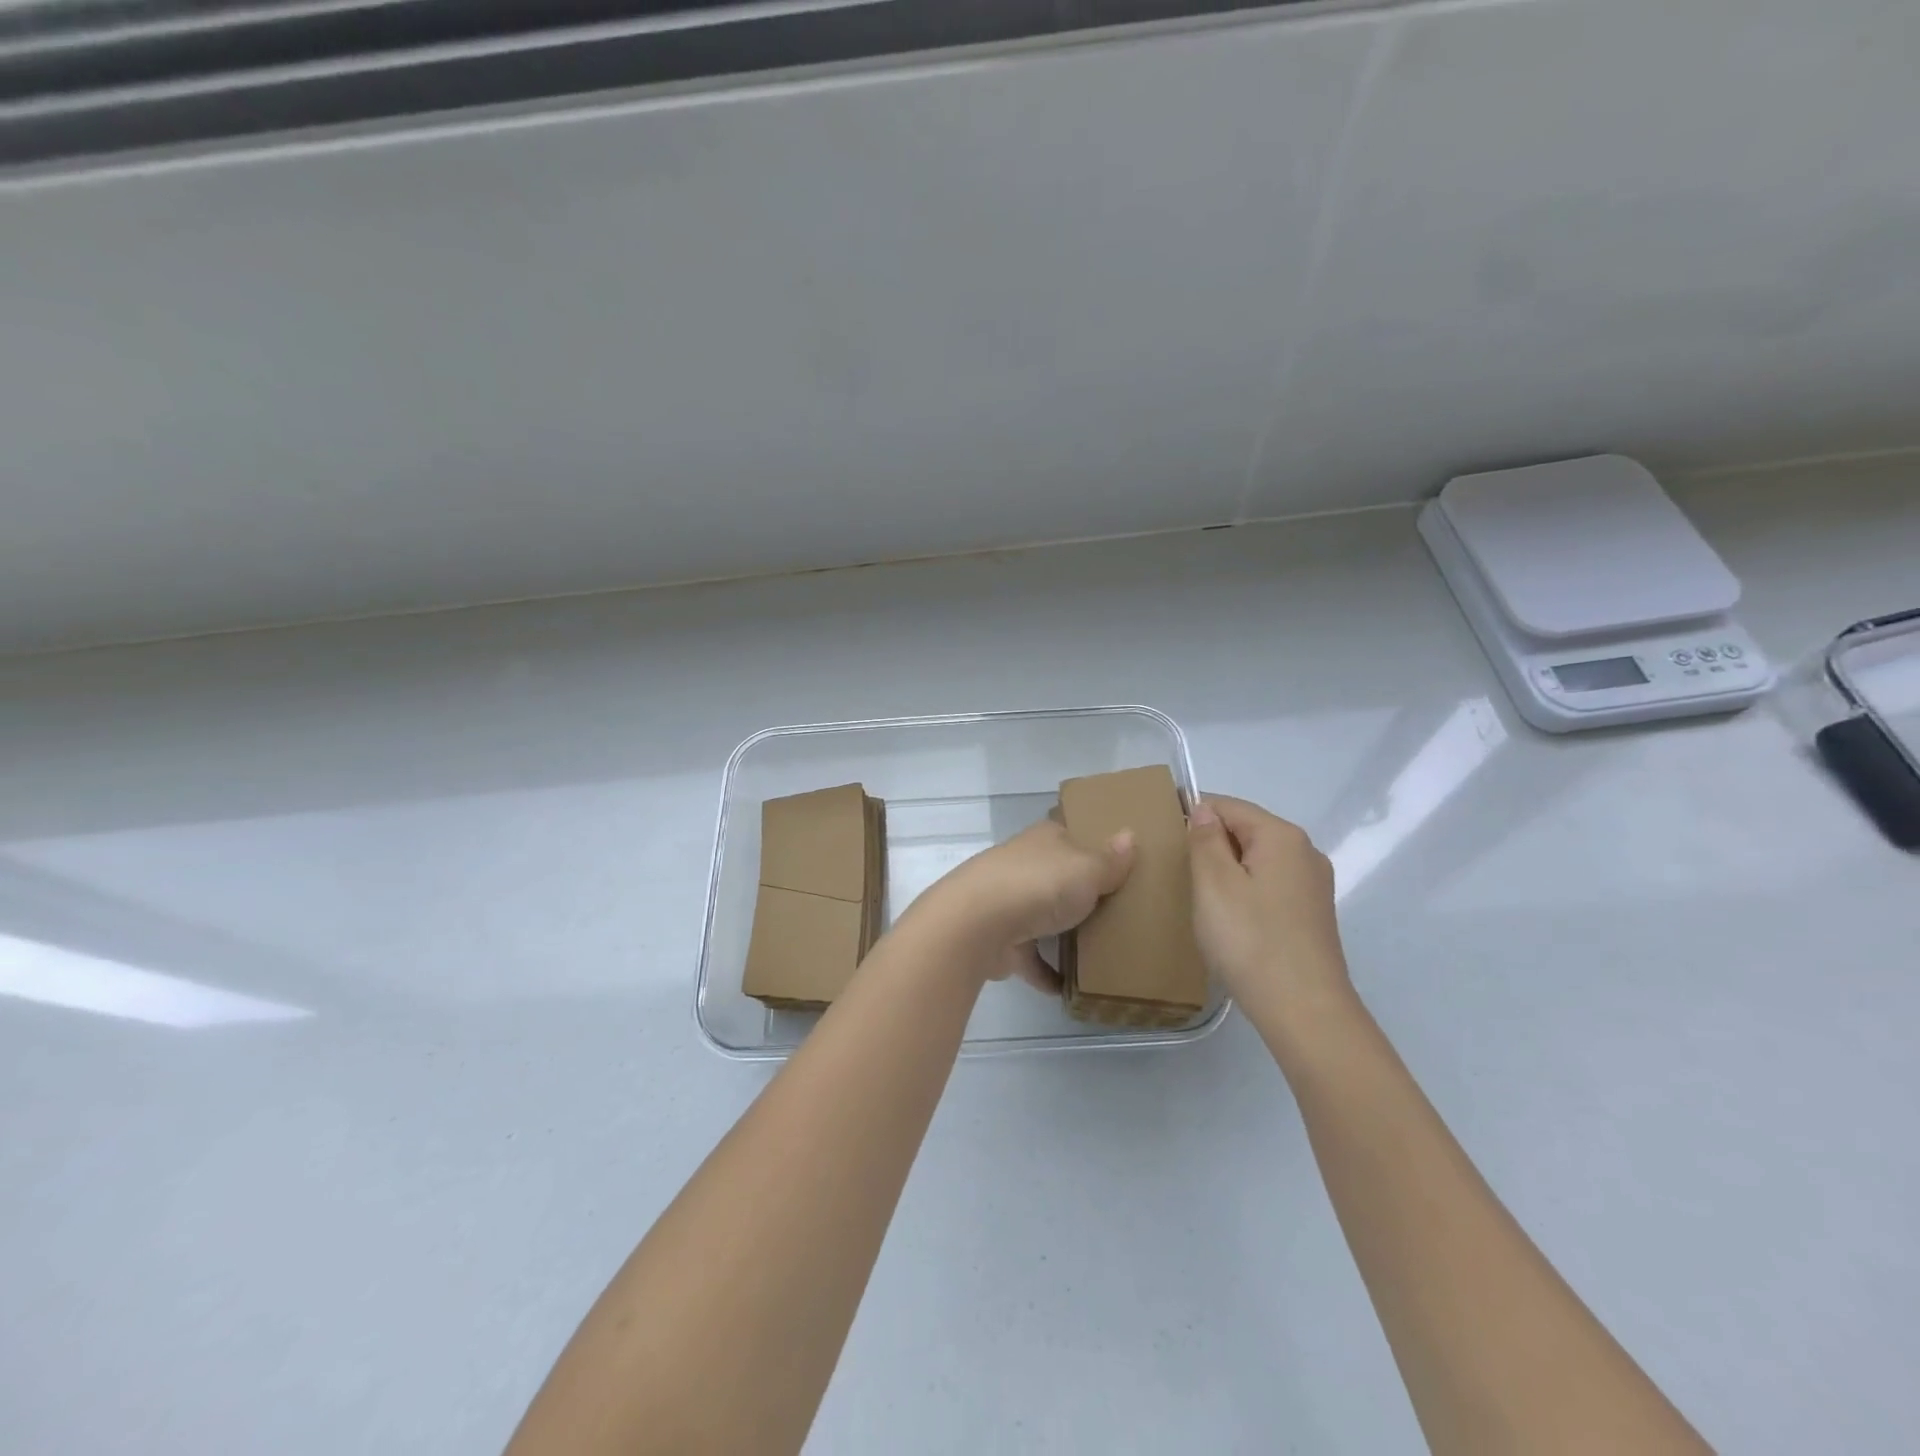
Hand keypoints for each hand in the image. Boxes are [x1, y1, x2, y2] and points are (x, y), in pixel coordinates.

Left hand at [904, 817, 1133, 989]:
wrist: (977, 925)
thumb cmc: (1039, 885)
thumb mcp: (1087, 868)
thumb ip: (1110, 860)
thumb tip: (1129, 835)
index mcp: (1044, 840)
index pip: (1069, 834)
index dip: (1091, 843)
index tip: (1117, 860)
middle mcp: (1024, 866)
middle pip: (1058, 876)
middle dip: (1080, 891)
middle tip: (1118, 908)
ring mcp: (1009, 903)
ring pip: (1042, 915)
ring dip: (1062, 931)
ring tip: (1099, 948)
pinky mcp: (1001, 941)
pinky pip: (1030, 958)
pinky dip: (1046, 973)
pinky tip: (1069, 989)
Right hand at [1187, 795, 1351, 1035]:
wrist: (1304, 1011)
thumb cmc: (1251, 940)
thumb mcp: (1213, 883)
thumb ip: (1205, 839)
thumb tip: (1203, 809)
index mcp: (1282, 836)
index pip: (1228, 805)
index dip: (1193, 814)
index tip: (1163, 838)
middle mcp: (1305, 852)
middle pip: (1246, 830)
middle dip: (1210, 843)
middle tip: (1176, 871)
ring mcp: (1313, 885)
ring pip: (1257, 860)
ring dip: (1226, 870)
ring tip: (1198, 896)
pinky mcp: (1312, 915)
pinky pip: (1269, 885)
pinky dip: (1245, 891)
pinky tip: (1228, 918)